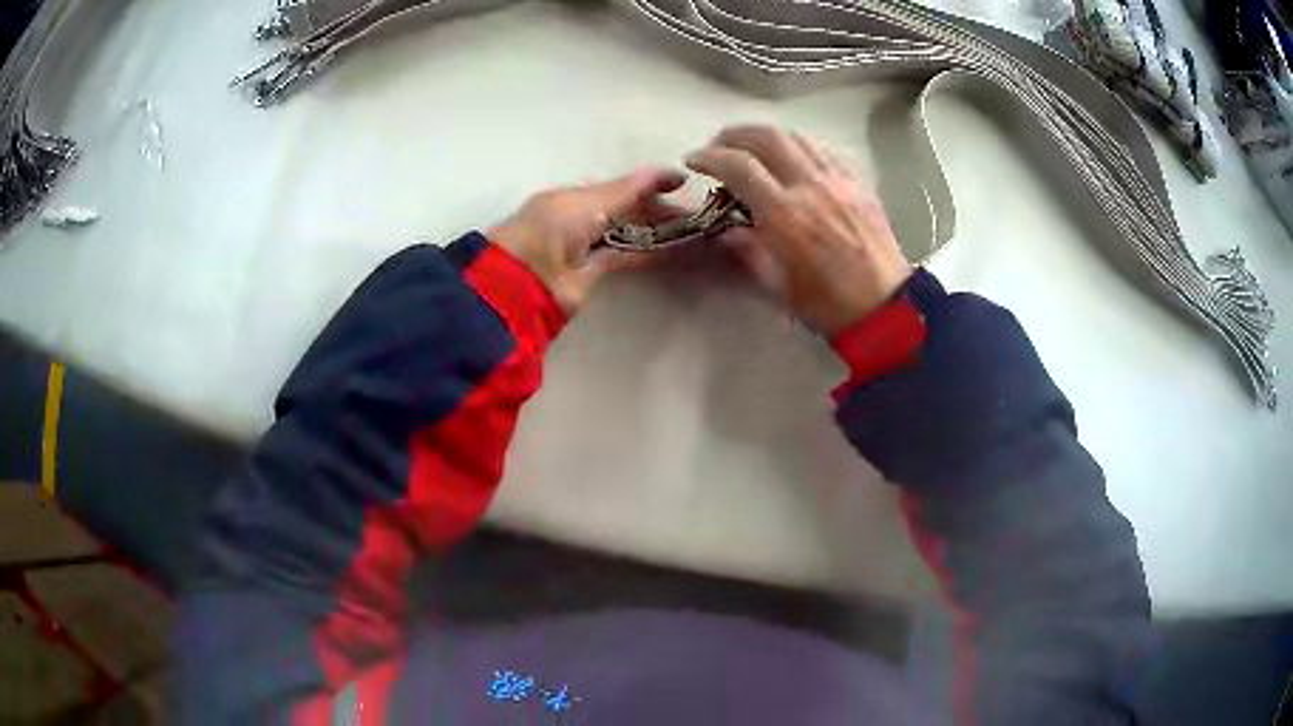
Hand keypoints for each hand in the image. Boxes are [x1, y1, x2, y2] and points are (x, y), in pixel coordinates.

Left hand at [489, 167, 686, 314]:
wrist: (524, 280)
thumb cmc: (551, 228)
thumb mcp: (591, 201)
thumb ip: (631, 188)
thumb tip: (672, 172)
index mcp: (576, 195)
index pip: (620, 186)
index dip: (651, 184)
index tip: (683, 184)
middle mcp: (584, 217)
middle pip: (629, 210)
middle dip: (660, 209)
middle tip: (695, 213)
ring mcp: (590, 246)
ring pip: (632, 233)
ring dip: (659, 231)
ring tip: (693, 230)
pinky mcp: (596, 273)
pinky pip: (628, 256)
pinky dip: (651, 252)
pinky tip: (675, 249)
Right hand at [686, 125, 910, 335]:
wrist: (886, 308)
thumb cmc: (829, 305)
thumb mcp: (778, 286)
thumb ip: (748, 251)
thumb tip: (727, 230)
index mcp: (786, 214)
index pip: (739, 166)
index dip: (709, 157)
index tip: (694, 161)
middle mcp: (811, 186)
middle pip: (767, 137)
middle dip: (735, 135)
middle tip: (718, 145)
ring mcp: (839, 180)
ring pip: (797, 136)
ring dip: (767, 134)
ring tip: (751, 145)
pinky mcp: (859, 183)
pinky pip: (825, 149)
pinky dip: (800, 144)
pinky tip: (792, 154)